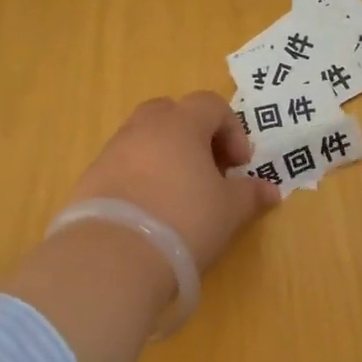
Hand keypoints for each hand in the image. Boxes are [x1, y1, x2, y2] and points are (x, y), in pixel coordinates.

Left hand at [62, 92, 279, 273]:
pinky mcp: (90, 179)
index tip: (239, 165)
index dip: (232, 129)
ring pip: (144, 138)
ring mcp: (111, 152)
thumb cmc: (185, 221)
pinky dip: (140, 178)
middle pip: (171, 112)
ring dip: (165, 156)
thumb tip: (270, 190)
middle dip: (194, 134)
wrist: (113, 258)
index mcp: (180, 124)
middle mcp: (142, 128)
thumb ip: (250, 194)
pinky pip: (122, 166)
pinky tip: (150, 212)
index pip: (210, 104)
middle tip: (208, 169)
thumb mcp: (230, 210)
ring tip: (179, 194)